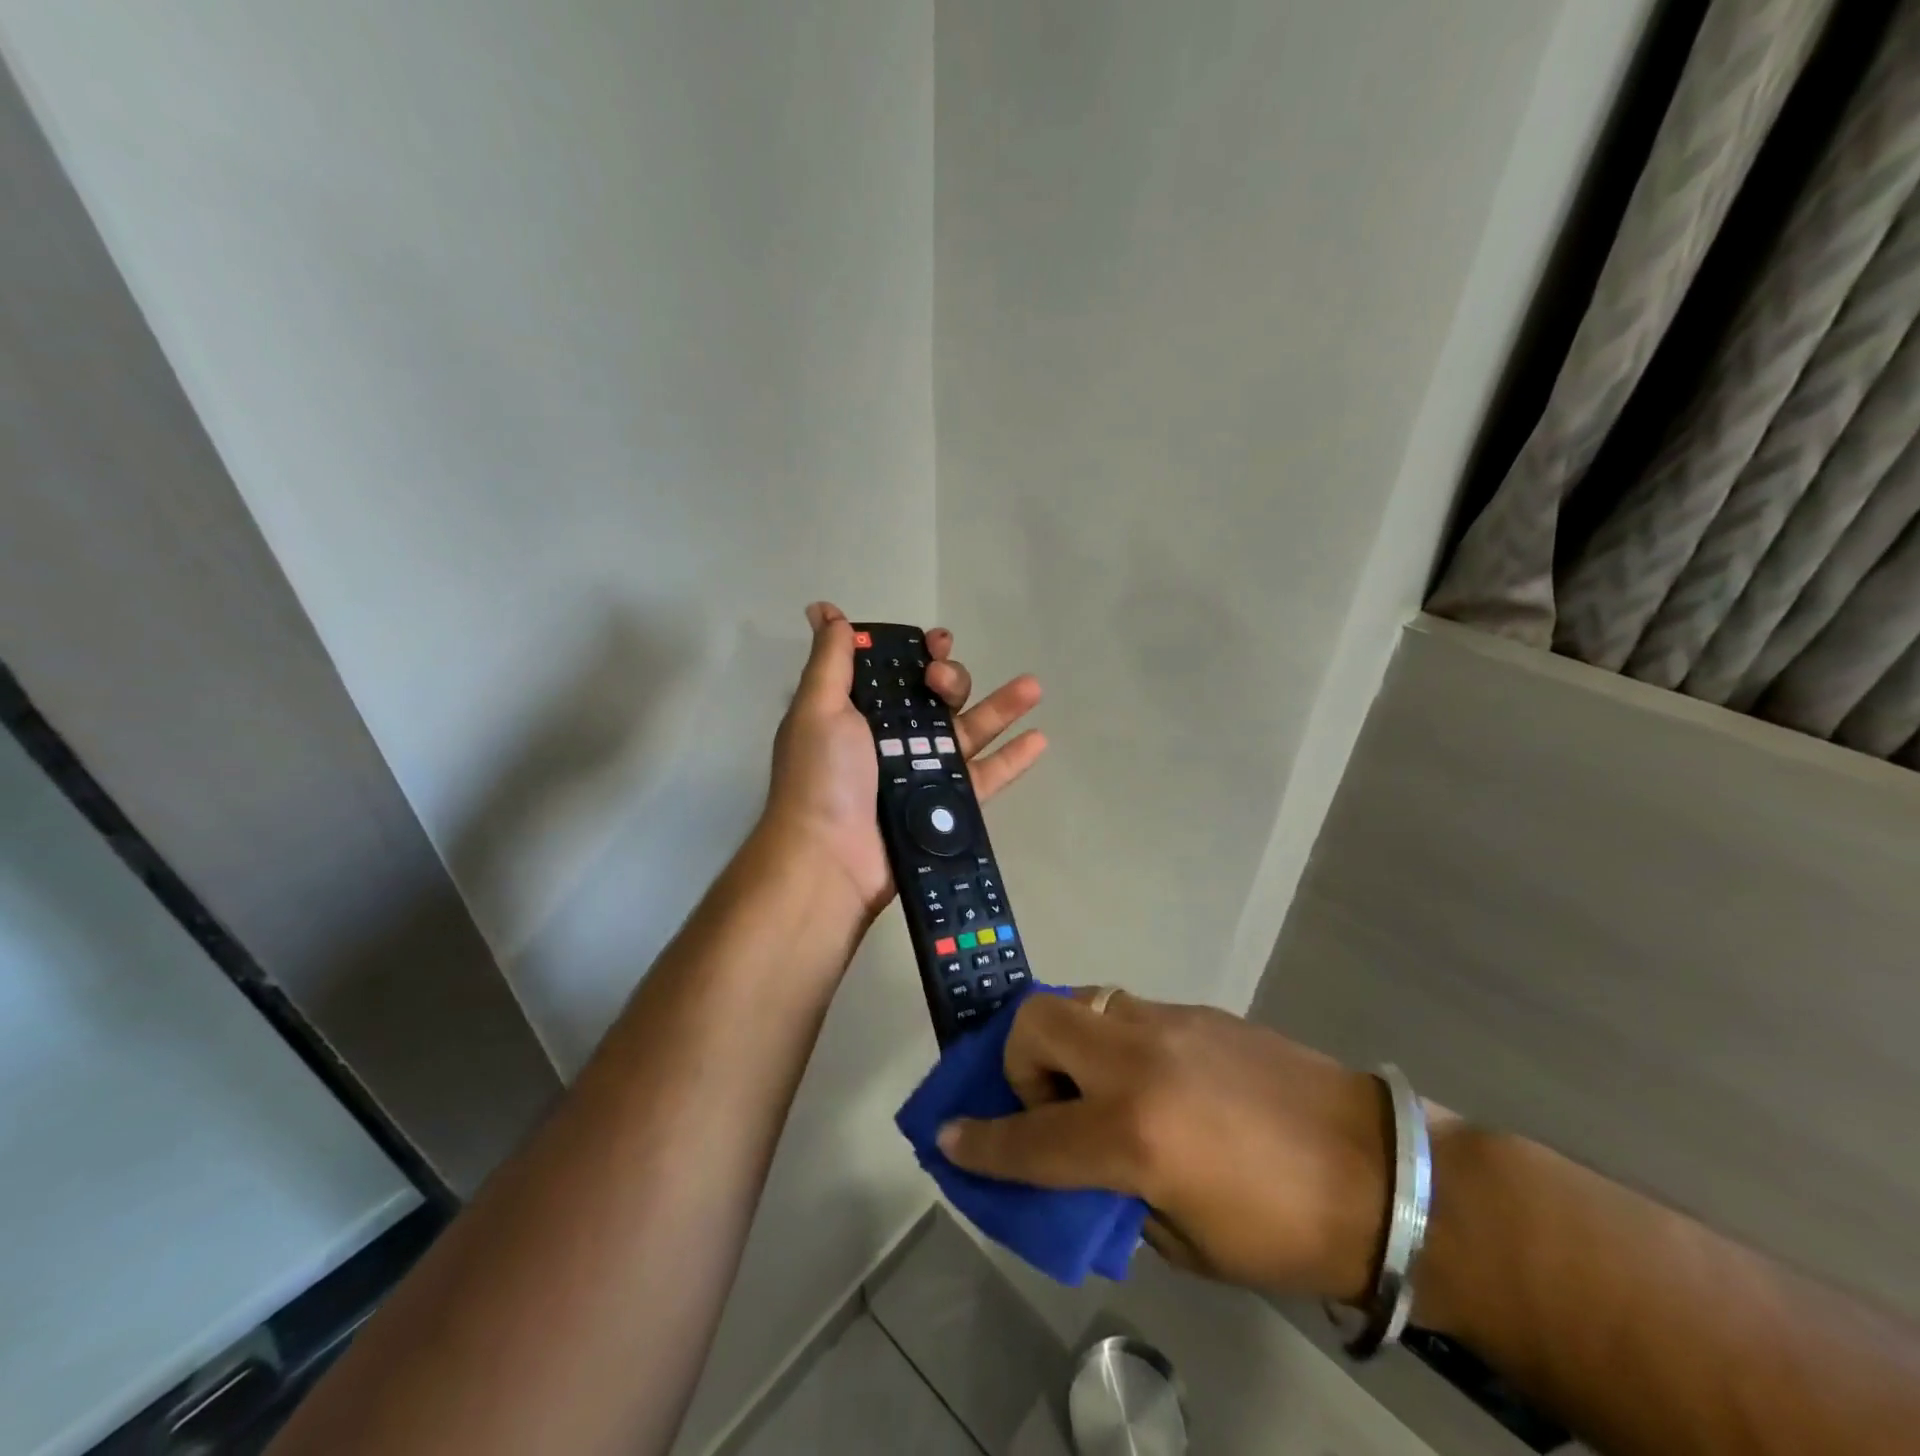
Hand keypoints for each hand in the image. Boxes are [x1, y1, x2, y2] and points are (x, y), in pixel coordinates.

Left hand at [760, 602, 1046, 919]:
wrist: (830, 859)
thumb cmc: (822, 777)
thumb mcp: (818, 708)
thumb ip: (831, 660)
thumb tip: (823, 609)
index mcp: (860, 713)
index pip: (897, 672)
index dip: (918, 652)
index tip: (935, 642)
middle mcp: (893, 740)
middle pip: (936, 699)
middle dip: (950, 678)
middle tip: (941, 682)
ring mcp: (922, 774)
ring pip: (968, 732)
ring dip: (1001, 707)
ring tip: (1032, 686)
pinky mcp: (945, 806)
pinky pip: (984, 777)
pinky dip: (1011, 759)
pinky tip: (1039, 738)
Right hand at [936, 990, 1392, 1301]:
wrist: (1382, 1171)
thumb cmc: (1283, 1230)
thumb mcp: (1185, 1241)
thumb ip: (1115, 1195)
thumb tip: (1080, 1167)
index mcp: (1134, 1134)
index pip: (1029, 1136)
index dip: (981, 1143)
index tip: (948, 1137)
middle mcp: (1138, 1062)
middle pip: (1037, 1022)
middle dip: (1019, 1061)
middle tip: (1048, 1105)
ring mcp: (1168, 1024)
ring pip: (1081, 1004)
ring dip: (1068, 1044)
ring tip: (1098, 1089)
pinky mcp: (1197, 1011)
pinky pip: (1127, 1012)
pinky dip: (1113, 1042)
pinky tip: (1153, 1081)